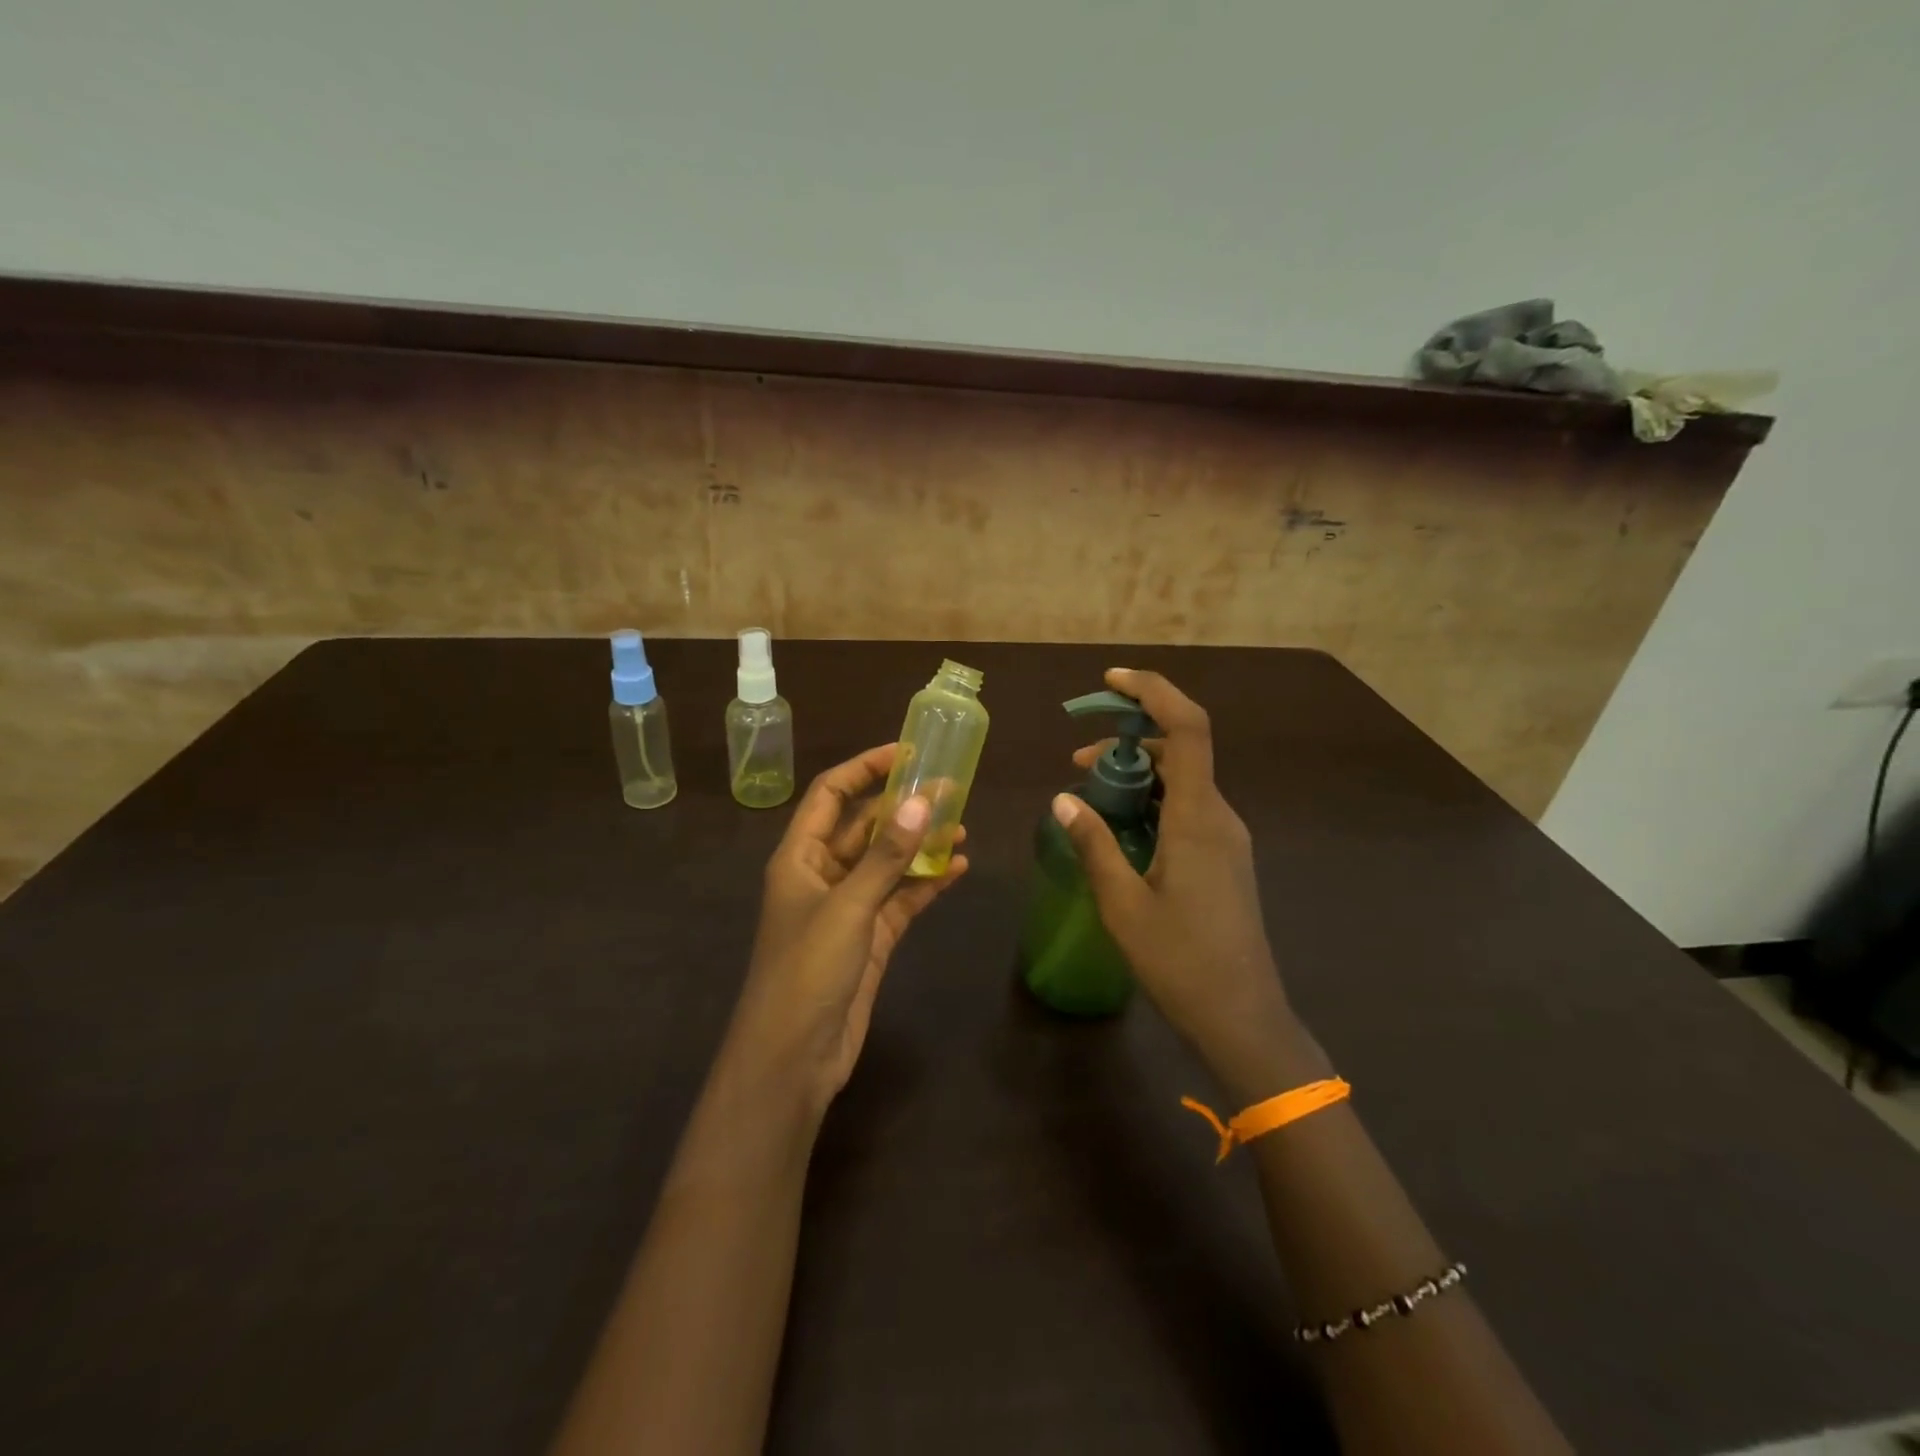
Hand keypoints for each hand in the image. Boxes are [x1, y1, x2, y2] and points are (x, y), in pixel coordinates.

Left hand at [722, 744, 968, 1117]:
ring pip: (888, 862)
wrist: (793, 1059)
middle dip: (904, 806)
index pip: (831, 794)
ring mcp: (849, 908)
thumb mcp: (847, 907)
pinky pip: (902, 898)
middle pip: (865, 826)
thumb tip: (923, 802)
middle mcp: (823, 875)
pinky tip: (960, 867)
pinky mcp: (871, 938)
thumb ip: (886, 856)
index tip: (906, 752)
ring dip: (921, 843)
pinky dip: (928, 882)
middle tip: (951, 789)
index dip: (865, 768)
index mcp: (801, 857)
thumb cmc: (807, 972)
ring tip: (962, 825)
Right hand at [1054, 669, 1323, 1099]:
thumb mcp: (1123, 903)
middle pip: (1181, 749)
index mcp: (1199, 818)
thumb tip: (1062, 799)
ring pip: (1183, 780)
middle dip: (1129, 739)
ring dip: (1137, 773)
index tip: (1111, 681)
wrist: (1242, 1017)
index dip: (1152, 692)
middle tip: (1077, 760)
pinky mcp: (1224, 858)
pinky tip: (1119, 827)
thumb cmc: (1181, 961)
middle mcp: (1220, 816)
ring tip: (1088, 793)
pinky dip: (1152, 800)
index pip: (1187, 728)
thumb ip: (1093, 844)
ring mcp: (1226, 838)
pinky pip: (1187, 808)